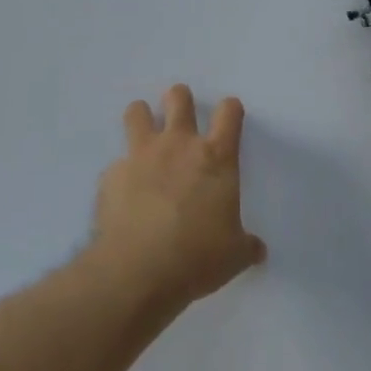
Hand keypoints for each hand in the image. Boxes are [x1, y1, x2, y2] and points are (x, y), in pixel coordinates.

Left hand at [92, 85, 265, 308]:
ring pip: (137, 112)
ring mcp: (141, 156)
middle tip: (181, 115)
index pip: (229, 112)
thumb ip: (246, 245)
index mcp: (216, 157)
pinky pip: (116, 163)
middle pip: (179, 98)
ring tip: (144, 133)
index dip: (230, 110)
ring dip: (142, 117)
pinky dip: (121, 173)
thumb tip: (258, 251)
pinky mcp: (111, 176)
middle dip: (179, 99)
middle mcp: (179, 145)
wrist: (137, 272)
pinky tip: (122, 194)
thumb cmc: (197, 257)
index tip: (228, 118)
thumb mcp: (234, 255)